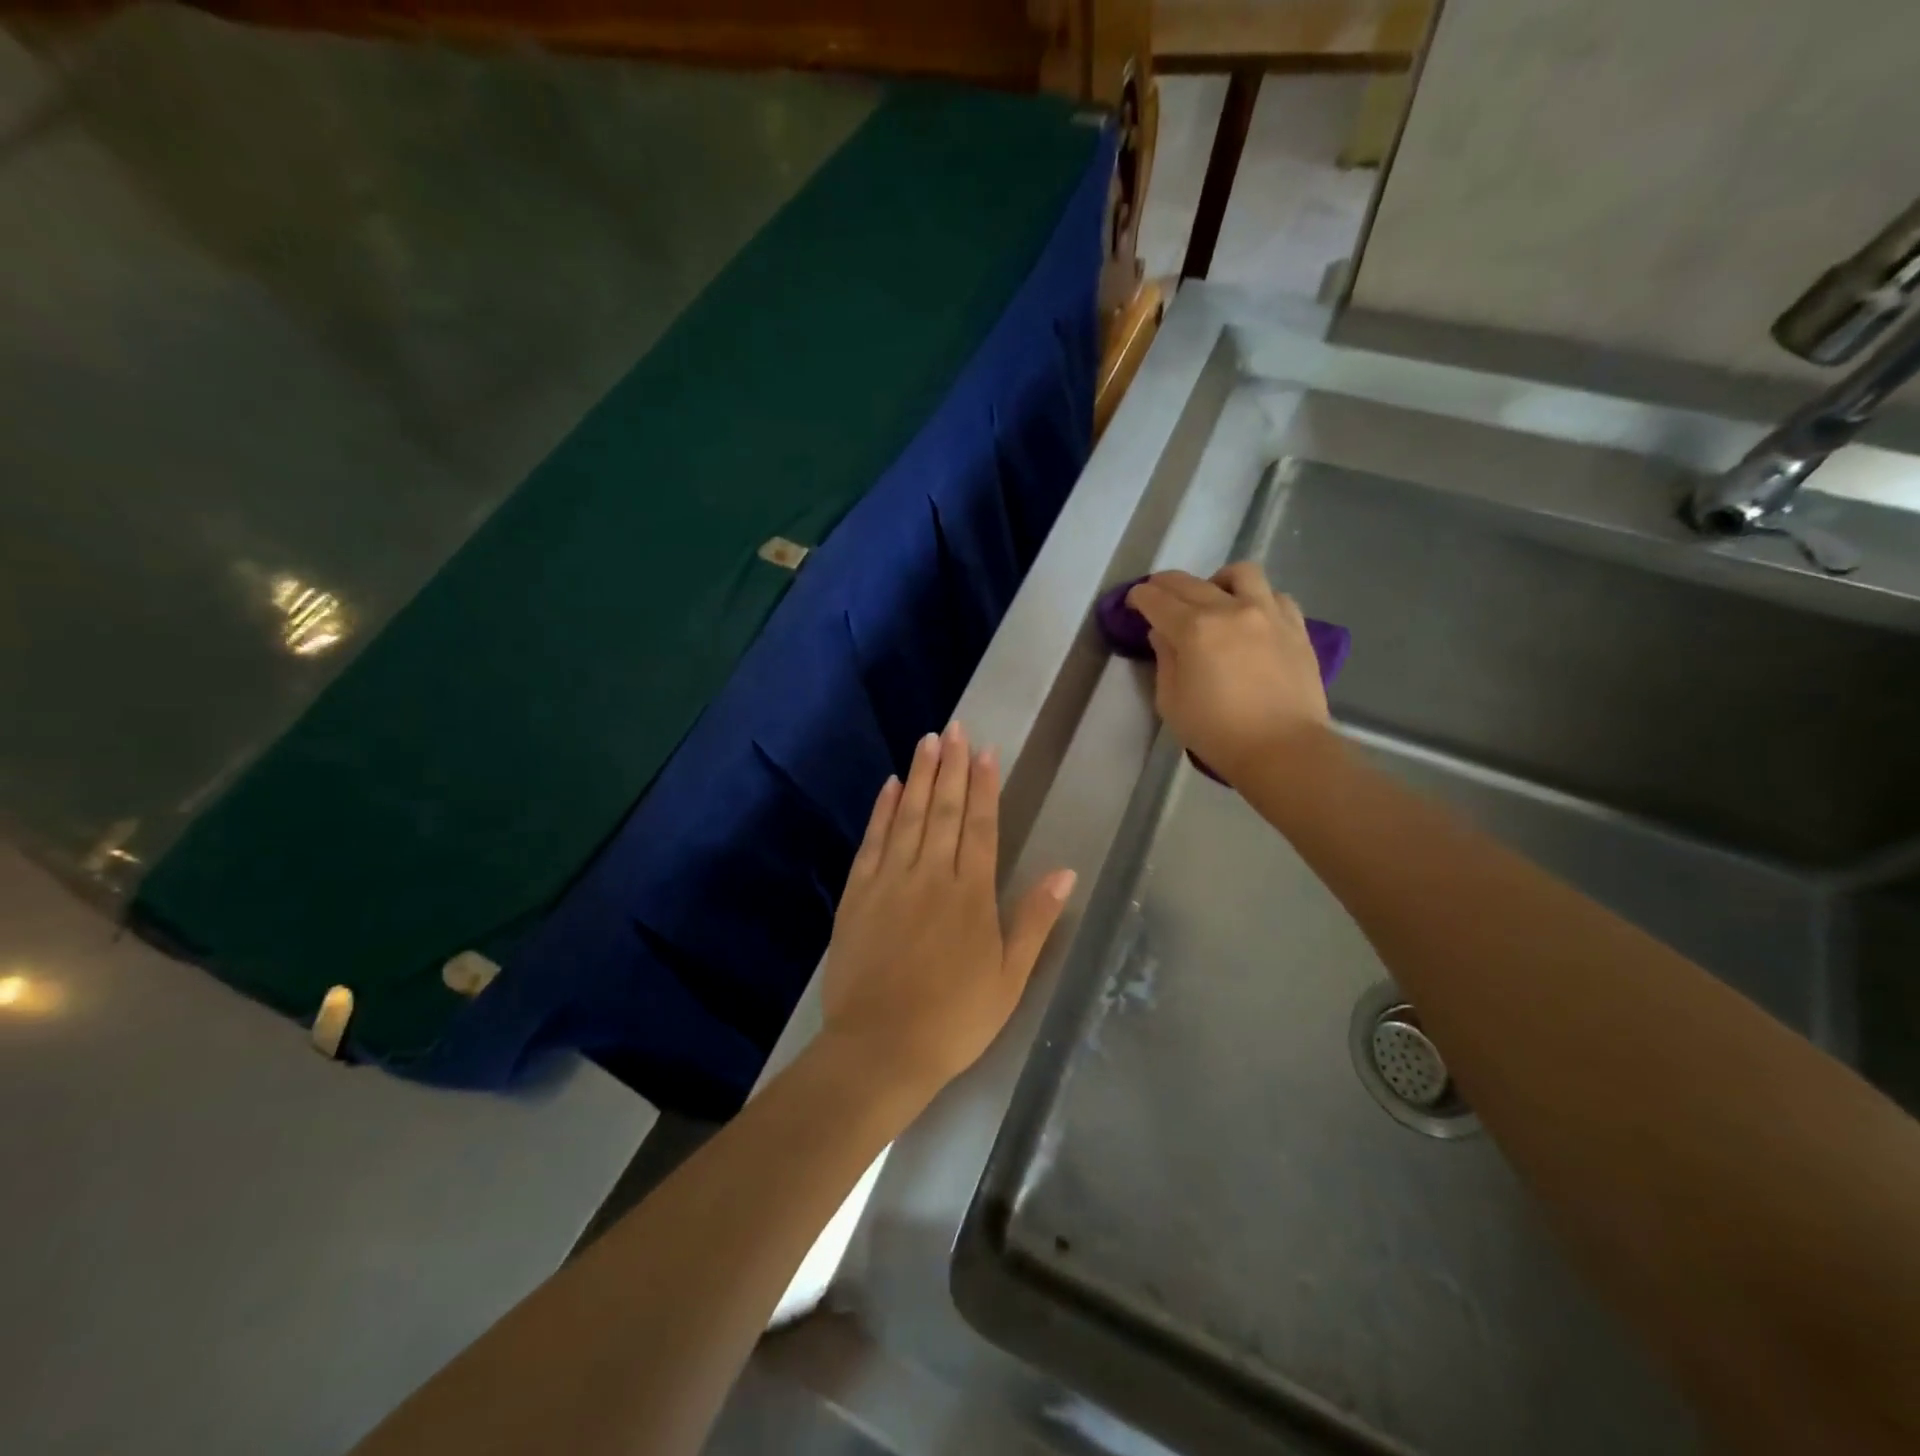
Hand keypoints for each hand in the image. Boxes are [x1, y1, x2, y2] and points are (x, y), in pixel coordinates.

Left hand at [820, 722, 1075, 1103]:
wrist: (881, 1048)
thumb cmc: (955, 1018)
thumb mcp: (1010, 977)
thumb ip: (1034, 920)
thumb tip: (1067, 872)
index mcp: (971, 895)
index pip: (980, 826)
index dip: (983, 786)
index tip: (985, 751)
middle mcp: (931, 876)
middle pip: (943, 811)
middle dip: (950, 767)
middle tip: (954, 729)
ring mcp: (890, 882)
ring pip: (908, 817)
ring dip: (919, 777)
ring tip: (927, 741)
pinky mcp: (858, 895)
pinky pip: (872, 842)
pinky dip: (882, 811)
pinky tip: (889, 786)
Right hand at [1126, 562, 1331, 783]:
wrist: (1282, 750)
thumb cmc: (1217, 732)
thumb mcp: (1171, 702)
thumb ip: (1164, 660)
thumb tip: (1163, 633)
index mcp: (1194, 629)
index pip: (1157, 600)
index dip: (1140, 597)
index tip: (1133, 602)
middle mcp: (1231, 610)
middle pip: (1190, 582)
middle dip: (1166, 584)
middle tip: (1158, 596)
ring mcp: (1269, 613)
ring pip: (1240, 574)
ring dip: (1217, 581)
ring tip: (1213, 598)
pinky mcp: (1296, 627)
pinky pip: (1275, 596)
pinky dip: (1258, 599)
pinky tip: (1251, 618)